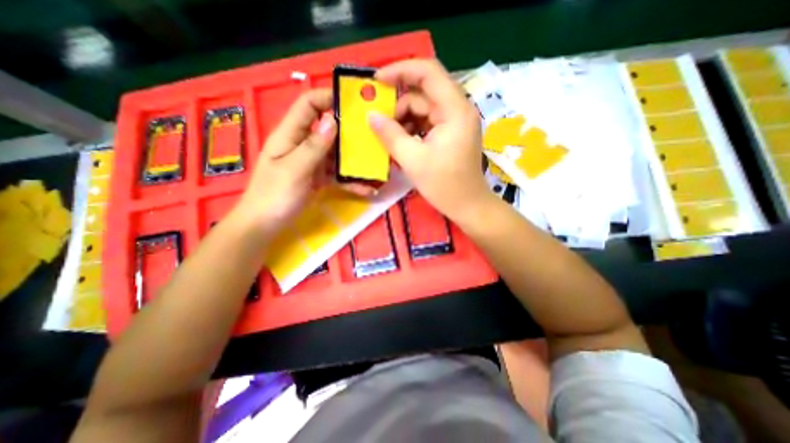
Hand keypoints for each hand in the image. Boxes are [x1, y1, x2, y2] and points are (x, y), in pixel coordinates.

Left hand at [232, 91, 373, 235]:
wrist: (266, 225)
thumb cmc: (274, 196)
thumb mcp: (294, 170)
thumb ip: (313, 146)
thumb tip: (333, 121)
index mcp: (290, 135)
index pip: (308, 105)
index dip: (327, 97)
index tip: (353, 102)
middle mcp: (304, 145)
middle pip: (328, 130)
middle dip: (350, 131)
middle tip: (374, 135)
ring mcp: (313, 163)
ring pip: (337, 154)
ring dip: (356, 160)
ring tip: (377, 164)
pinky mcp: (320, 179)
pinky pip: (339, 176)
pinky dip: (352, 182)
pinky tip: (369, 189)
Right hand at [371, 59, 491, 221]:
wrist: (468, 206)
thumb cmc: (444, 186)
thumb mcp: (413, 160)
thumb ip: (390, 135)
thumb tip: (370, 116)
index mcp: (455, 110)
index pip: (428, 72)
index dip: (401, 70)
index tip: (376, 81)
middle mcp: (458, 110)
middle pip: (423, 93)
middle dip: (398, 104)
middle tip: (379, 121)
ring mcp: (455, 122)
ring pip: (423, 109)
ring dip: (403, 120)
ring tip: (389, 138)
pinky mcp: (451, 134)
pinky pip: (427, 123)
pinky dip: (412, 129)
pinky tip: (401, 143)